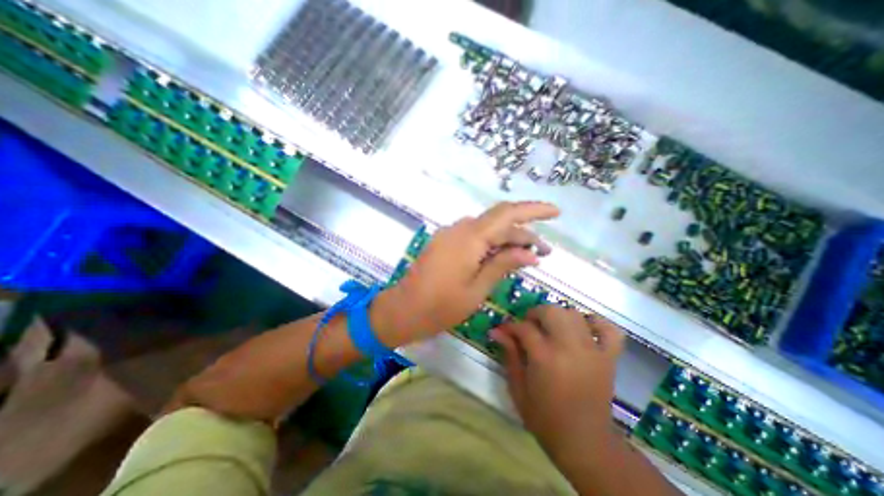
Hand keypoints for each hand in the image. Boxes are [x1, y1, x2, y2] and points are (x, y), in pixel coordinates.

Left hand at [372, 200, 558, 346]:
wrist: (403, 309)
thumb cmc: (441, 306)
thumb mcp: (478, 289)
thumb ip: (503, 264)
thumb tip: (530, 253)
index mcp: (470, 238)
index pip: (508, 213)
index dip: (533, 210)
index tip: (556, 213)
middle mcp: (459, 228)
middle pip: (498, 221)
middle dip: (524, 232)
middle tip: (544, 251)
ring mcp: (450, 234)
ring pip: (486, 229)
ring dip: (508, 239)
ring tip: (528, 256)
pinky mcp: (445, 242)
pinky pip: (474, 236)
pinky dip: (491, 243)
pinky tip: (502, 257)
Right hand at [491, 307, 626, 464]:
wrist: (584, 443)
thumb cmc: (544, 417)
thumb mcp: (518, 388)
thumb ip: (509, 354)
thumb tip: (497, 331)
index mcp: (545, 358)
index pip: (524, 327)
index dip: (510, 326)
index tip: (504, 330)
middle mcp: (569, 348)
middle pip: (552, 311)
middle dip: (535, 314)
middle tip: (528, 326)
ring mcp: (592, 351)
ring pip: (575, 314)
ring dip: (559, 316)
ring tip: (551, 328)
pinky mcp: (609, 358)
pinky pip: (609, 330)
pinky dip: (597, 323)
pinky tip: (584, 329)